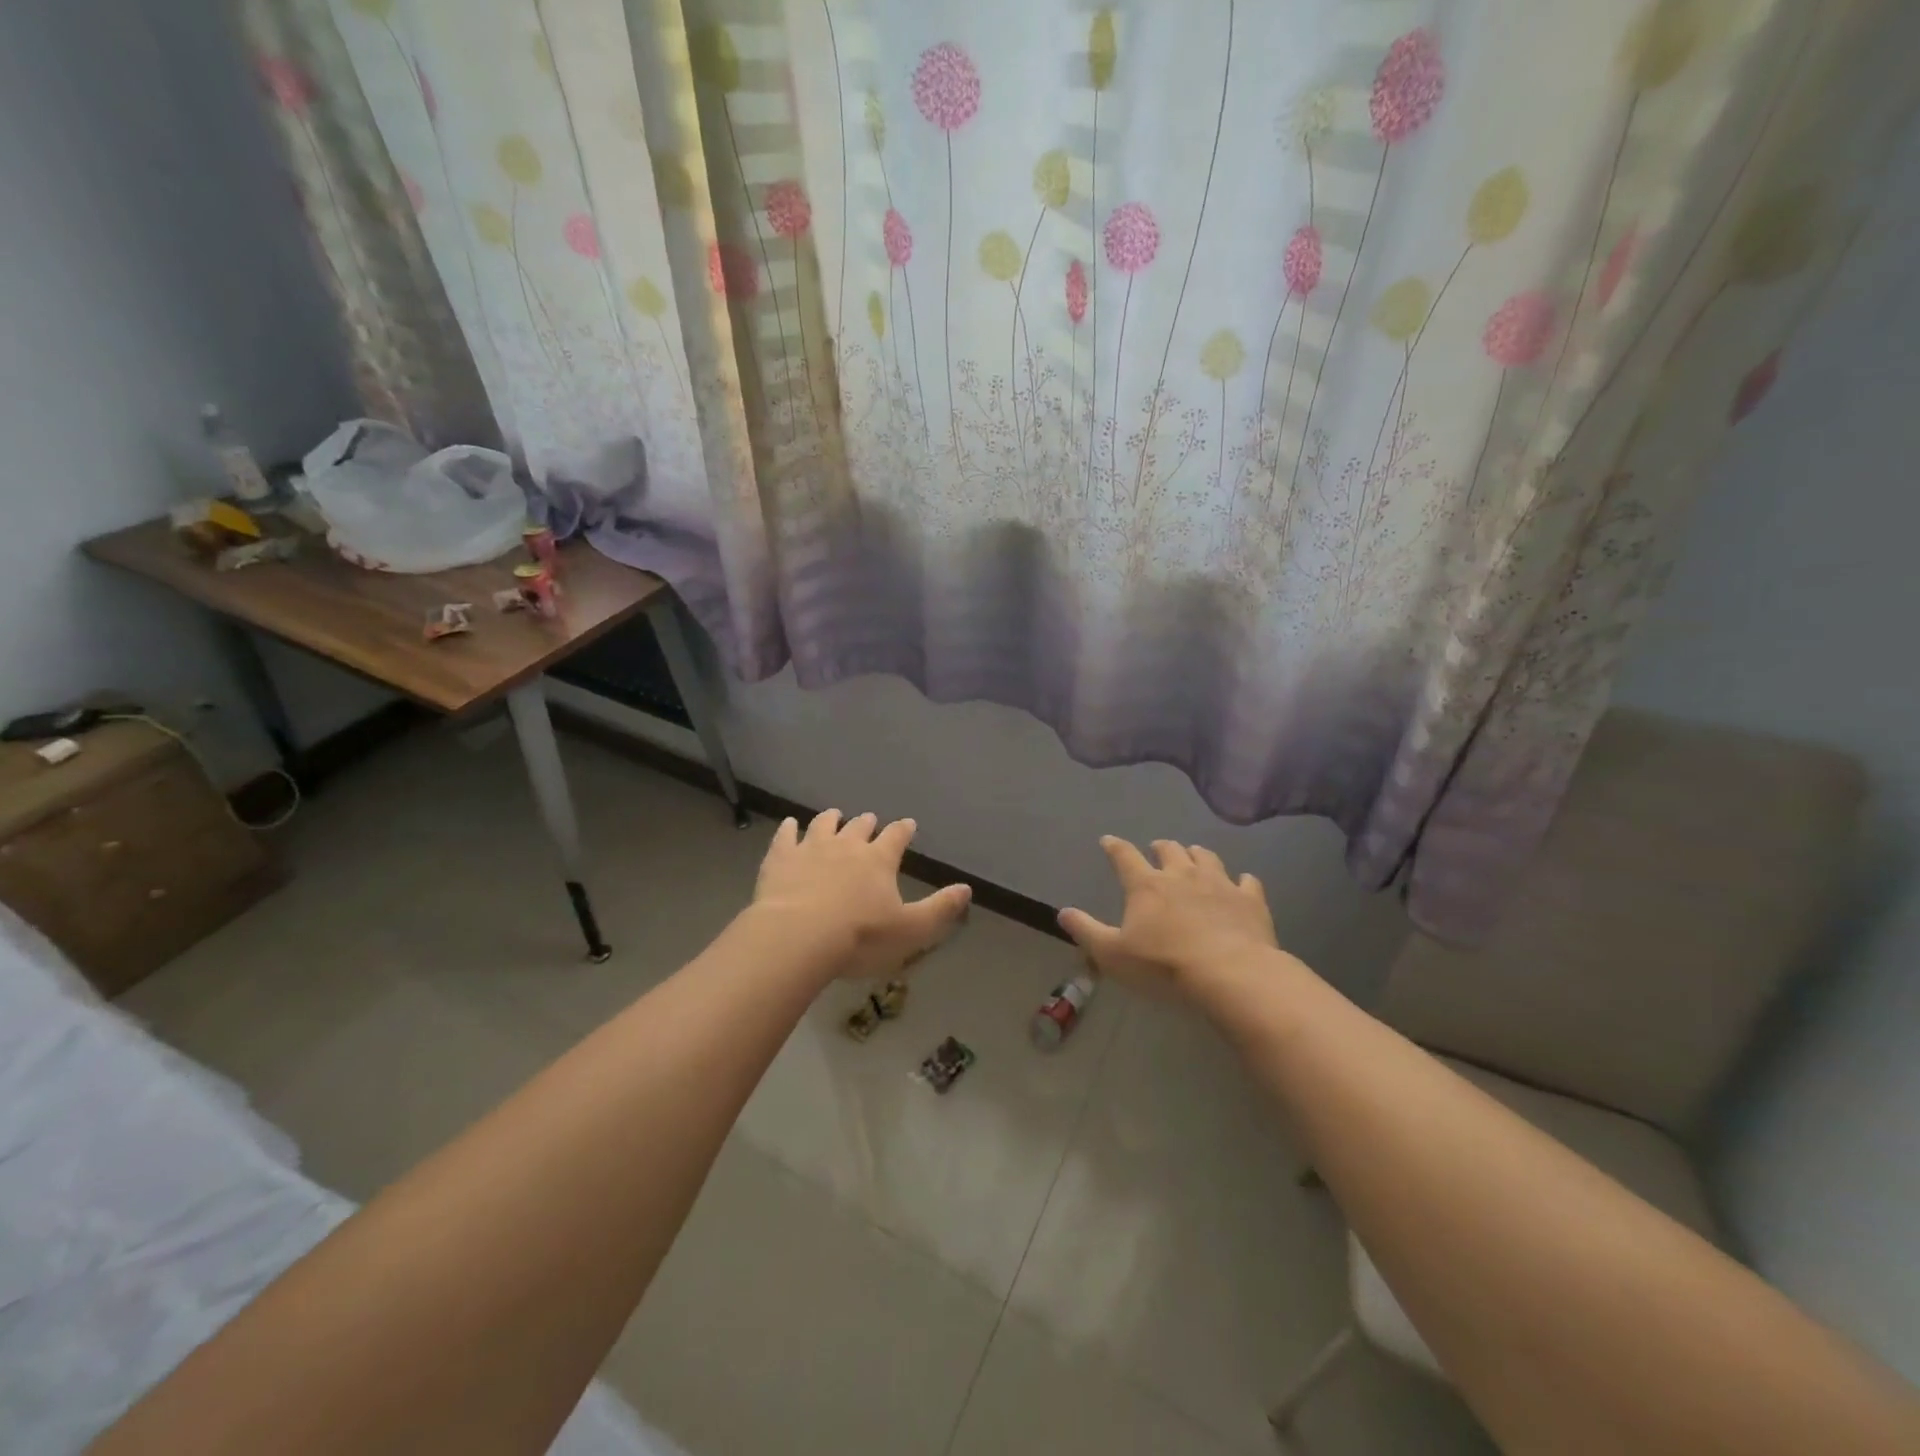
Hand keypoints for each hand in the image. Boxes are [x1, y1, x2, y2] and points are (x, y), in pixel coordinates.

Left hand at [752, 810, 971, 982]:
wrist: (798, 937)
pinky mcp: (780, 858)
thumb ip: (940, 909)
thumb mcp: (911, 929)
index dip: (903, 830)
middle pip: (859, 827)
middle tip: (870, 820)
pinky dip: (788, 828)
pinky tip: (788, 824)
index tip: (908, 824)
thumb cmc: (860, 937)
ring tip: (834, 814)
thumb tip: (966, 888)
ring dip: (831, 819)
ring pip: (823, 825)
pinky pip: (785, 836)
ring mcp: (810, 848)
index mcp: (879, 859)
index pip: (896, 837)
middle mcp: (847, 845)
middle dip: (867, 823)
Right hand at [1058, 837, 1278, 995]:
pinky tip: (1242, 883)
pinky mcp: (1250, 899)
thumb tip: (1062, 912)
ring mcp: (1219, 883)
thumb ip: (1086, 931)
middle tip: (1157, 850)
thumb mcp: (1113, 954)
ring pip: (1206, 857)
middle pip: (1169, 850)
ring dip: (1196, 855)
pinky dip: (1241, 880)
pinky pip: (1247, 881)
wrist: (1231, 974)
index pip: (1124, 856)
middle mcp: (1181, 874)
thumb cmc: (1164, 965)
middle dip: (1160, 848)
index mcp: (1146, 885)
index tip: (1109, 841)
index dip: (1114, 847)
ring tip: (1194, 857)